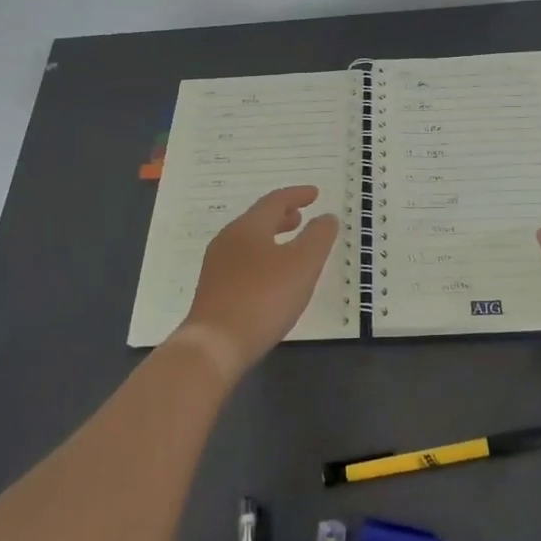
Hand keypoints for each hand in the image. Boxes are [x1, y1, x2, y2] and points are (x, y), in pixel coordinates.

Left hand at [177, 186, 339, 376]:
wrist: (215, 346)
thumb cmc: (263, 298)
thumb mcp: (303, 265)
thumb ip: (318, 237)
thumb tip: (326, 217)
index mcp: (248, 227)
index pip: (275, 201)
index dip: (297, 195)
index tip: (315, 194)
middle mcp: (228, 240)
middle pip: (258, 219)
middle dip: (282, 216)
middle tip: (301, 218)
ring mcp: (217, 266)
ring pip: (249, 241)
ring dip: (272, 238)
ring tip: (290, 247)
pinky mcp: (214, 291)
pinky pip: (243, 262)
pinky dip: (262, 258)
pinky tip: (272, 278)